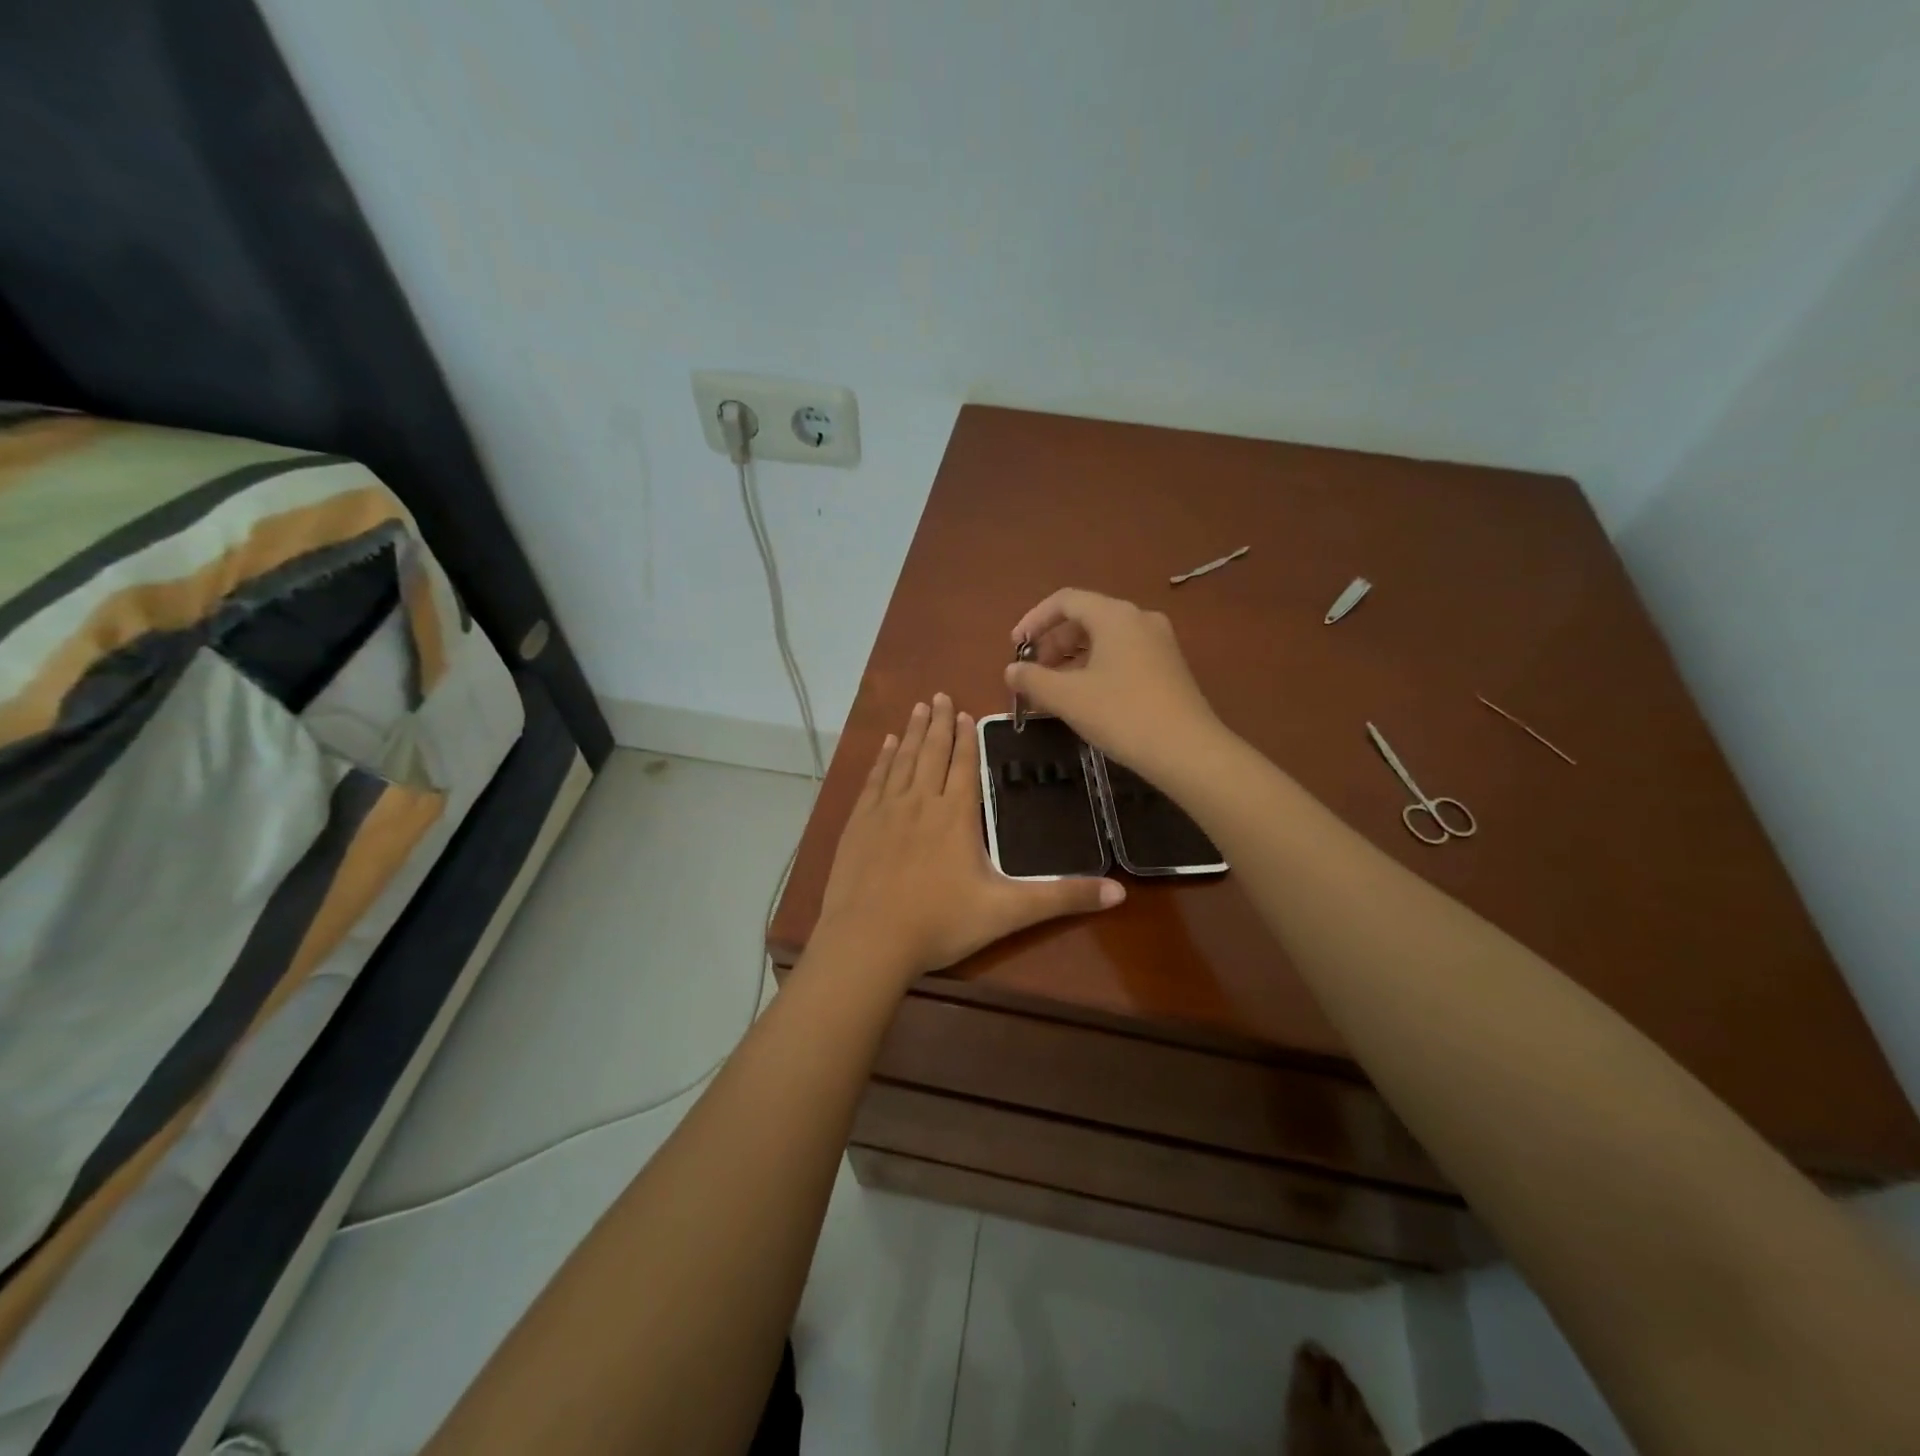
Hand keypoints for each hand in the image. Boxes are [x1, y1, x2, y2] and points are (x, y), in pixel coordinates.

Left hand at [816, 693, 1124, 980]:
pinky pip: (874, 780)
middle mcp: (920, 802)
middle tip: (939, 695)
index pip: (964, 765)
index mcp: (956, 816)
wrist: (869, 941)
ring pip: (902, 760)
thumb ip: (1061, 898)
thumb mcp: (1008, 912)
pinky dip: (882, 759)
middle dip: (939, 724)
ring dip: (911, 733)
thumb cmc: (940, 924)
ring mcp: (885, 811)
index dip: (967, 738)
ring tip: (918, 708)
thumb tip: (1119, 892)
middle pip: (932, 753)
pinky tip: (885, 746)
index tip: (965, 712)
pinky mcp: (859, 824)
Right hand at [1006, 588, 1222, 780]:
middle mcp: (1139, 619)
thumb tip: (1011, 671)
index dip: (1034, 620)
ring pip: (1104, 639)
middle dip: (1052, 642)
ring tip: (1054, 689)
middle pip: (1085, 618)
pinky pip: (1122, 655)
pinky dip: (1095, 667)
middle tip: (1032, 673)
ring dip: (1072, 658)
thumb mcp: (1068, 698)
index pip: (1065, 601)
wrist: (1188, 751)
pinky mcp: (1168, 667)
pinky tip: (1085, 697)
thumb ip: (1033, 680)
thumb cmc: (1123, 715)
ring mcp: (1159, 642)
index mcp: (1115, 615)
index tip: (1015, 648)